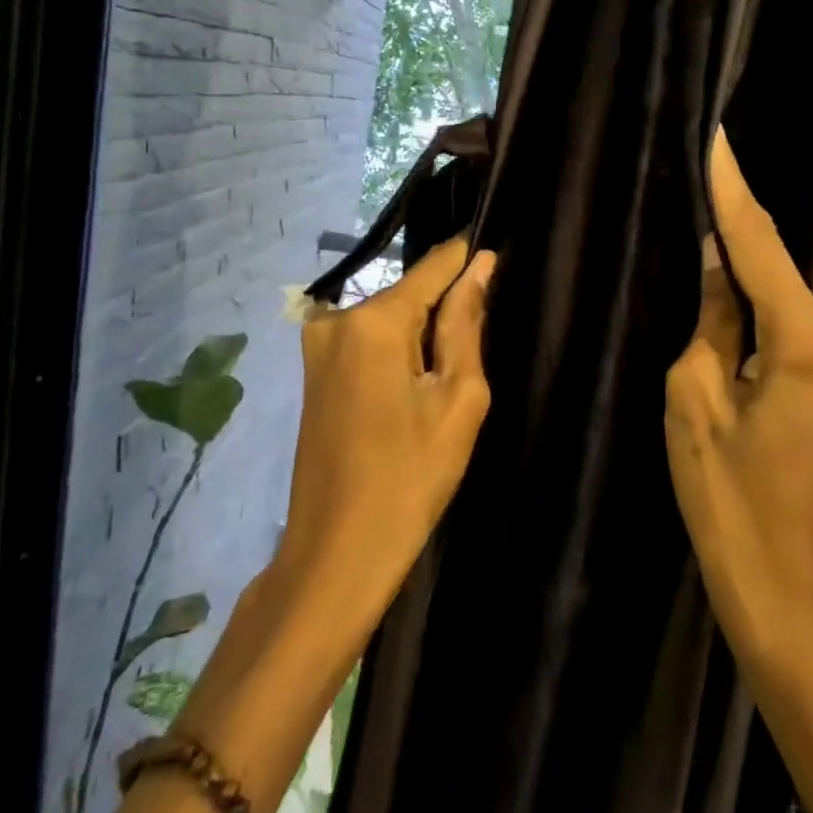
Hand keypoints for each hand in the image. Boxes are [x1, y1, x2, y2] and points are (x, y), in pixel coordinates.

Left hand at [274, 235, 496, 615]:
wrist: (338, 551)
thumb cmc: (411, 477)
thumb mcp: (458, 399)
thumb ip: (466, 324)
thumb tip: (480, 266)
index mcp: (373, 320)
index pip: (434, 266)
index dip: (469, 262)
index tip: (499, 263)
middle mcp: (336, 319)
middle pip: (410, 295)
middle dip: (446, 315)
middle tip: (467, 369)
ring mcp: (317, 345)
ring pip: (390, 320)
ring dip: (422, 341)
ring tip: (440, 392)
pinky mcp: (314, 371)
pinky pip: (369, 342)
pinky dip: (397, 356)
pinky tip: (411, 398)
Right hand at [665, 132, 812, 670]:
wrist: (784, 588)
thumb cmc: (727, 501)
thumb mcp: (695, 399)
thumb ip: (712, 319)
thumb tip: (717, 263)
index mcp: (810, 345)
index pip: (761, 247)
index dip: (733, 191)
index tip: (717, 139)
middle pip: (780, 271)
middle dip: (737, 232)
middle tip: (698, 183)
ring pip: (789, 299)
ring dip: (748, 273)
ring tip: (704, 228)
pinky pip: (798, 327)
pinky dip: (764, 309)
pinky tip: (731, 291)